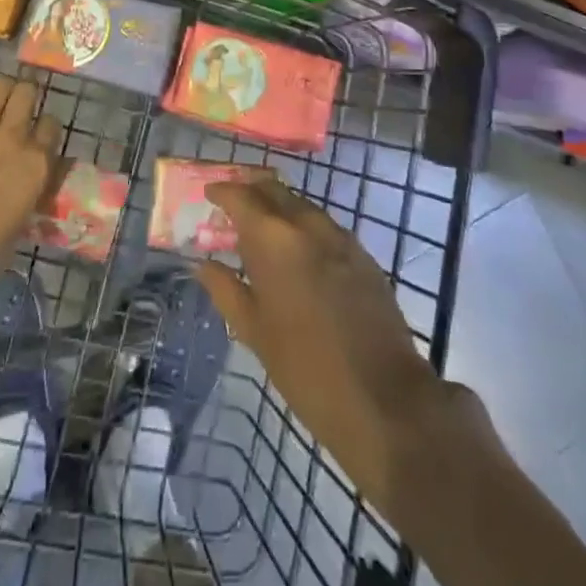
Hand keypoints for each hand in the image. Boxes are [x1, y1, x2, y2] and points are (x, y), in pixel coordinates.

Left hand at [0, 77, 62, 300]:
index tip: (39, 137)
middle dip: (24, 96)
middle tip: (17, 108)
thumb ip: (31, 189)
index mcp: (38, 164)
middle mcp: (13, 138)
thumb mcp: (23, 221)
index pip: (52, 124)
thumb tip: (33, 178)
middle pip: (27, 92)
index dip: (45, 129)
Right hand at [196, 177, 464, 505]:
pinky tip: (298, 253)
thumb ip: (225, 289)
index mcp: (273, 238)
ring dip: (278, 208)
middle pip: (274, 189)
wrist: (382, 396)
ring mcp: (339, 236)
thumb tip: (203, 264)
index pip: (241, 196)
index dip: (222, 192)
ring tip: (262, 231)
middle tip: (232, 207)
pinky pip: (324, 226)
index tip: (209, 195)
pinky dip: (304, 227)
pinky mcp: (362, 254)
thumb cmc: (304, 367)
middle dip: (251, 191)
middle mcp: (306, 224)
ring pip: (301, 205)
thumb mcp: (253, 331)